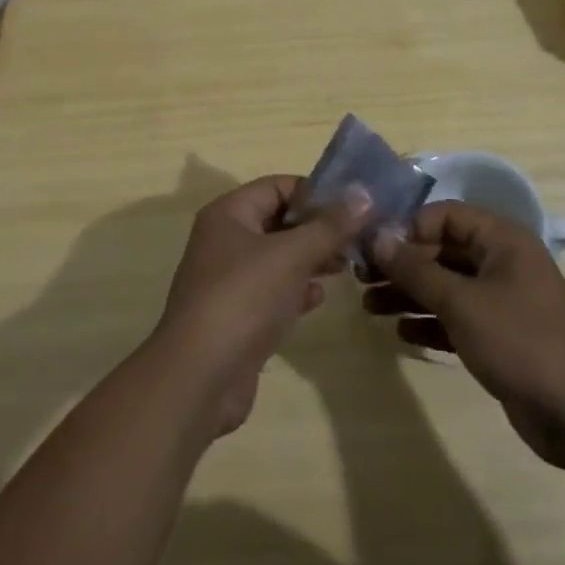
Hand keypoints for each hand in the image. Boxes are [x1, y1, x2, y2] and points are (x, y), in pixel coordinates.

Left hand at [153, 176, 366, 438]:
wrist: (200, 378)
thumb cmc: (244, 298)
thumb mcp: (292, 255)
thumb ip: (330, 226)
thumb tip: (363, 194)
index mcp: (228, 213)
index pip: (277, 186)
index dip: (315, 192)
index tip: (353, 206)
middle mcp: (224, 240)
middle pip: (278, 221)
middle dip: (317, 229)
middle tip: (357, 239)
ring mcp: (228, 280)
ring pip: (278, 258)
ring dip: (311, 259)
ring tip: (346, 266)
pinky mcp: (237, 316)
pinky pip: (272, 291)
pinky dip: (296, 290)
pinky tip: (318, 298)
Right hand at [366, 201, 564, 469]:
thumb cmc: (520, 341)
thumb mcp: (461, 302)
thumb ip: (416, 269)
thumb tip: (378, 238)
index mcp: (501, 240)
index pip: (444, 215)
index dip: (408, 228)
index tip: (373, 249)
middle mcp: (500, 262)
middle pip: (441, 250)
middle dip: (402, 264)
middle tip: (362, 280)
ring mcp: (501, 300)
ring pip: (445, 285)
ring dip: (409, 294)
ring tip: (369, 307)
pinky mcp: (499, 336)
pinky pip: (456, 317)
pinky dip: (429, 322)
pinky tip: (400, 333)